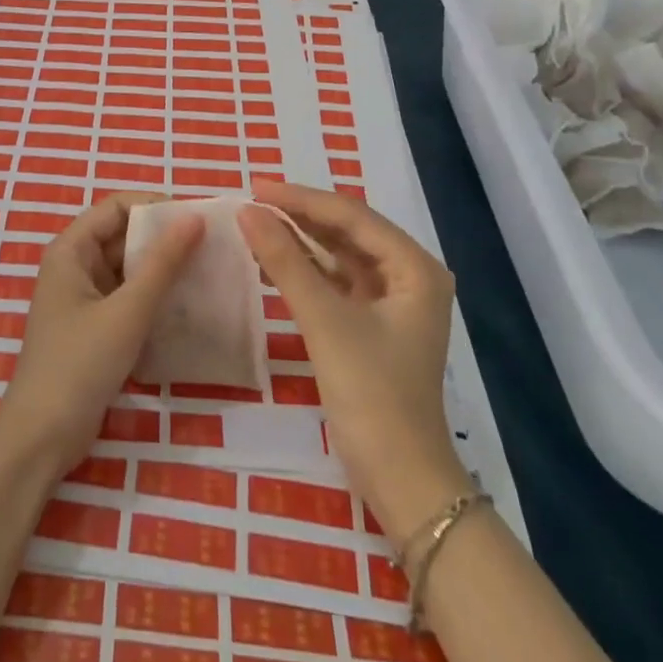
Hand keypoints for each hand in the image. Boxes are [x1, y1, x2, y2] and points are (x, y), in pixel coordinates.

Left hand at [0, 193, 202, 474]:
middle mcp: (74, 267)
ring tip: (207, 274)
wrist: (42, 435)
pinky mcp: (93, 328)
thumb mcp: (127, 311)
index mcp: (71, 251)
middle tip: (212, 248)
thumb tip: (194, 218)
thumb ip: (162, 264)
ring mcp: (82, 299)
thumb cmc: (79, 364)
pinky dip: (152, 298)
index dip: (155, 206)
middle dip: (163, 239)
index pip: (116, 207)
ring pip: (127, 269)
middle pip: (122, 236)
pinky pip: (127, 298)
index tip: (198, 220)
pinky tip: (186, 306)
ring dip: (161, 270)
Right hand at [238, 181, 469, 530]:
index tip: (256, 187)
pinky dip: (305, 269)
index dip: (302, 199)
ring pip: (340, 255)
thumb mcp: (324, 320)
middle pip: (348, 231)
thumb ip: (285, 262)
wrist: (398, 474)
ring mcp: (392, 302)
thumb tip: (247, 212)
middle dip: (301, 215)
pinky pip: (336, 281)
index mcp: (415, 268)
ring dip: (301, 239)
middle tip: (252, 201)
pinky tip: (273, 259)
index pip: (352, 216)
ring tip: (256, 222)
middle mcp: (409, 276)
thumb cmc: (370, 392)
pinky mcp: (373, 324)